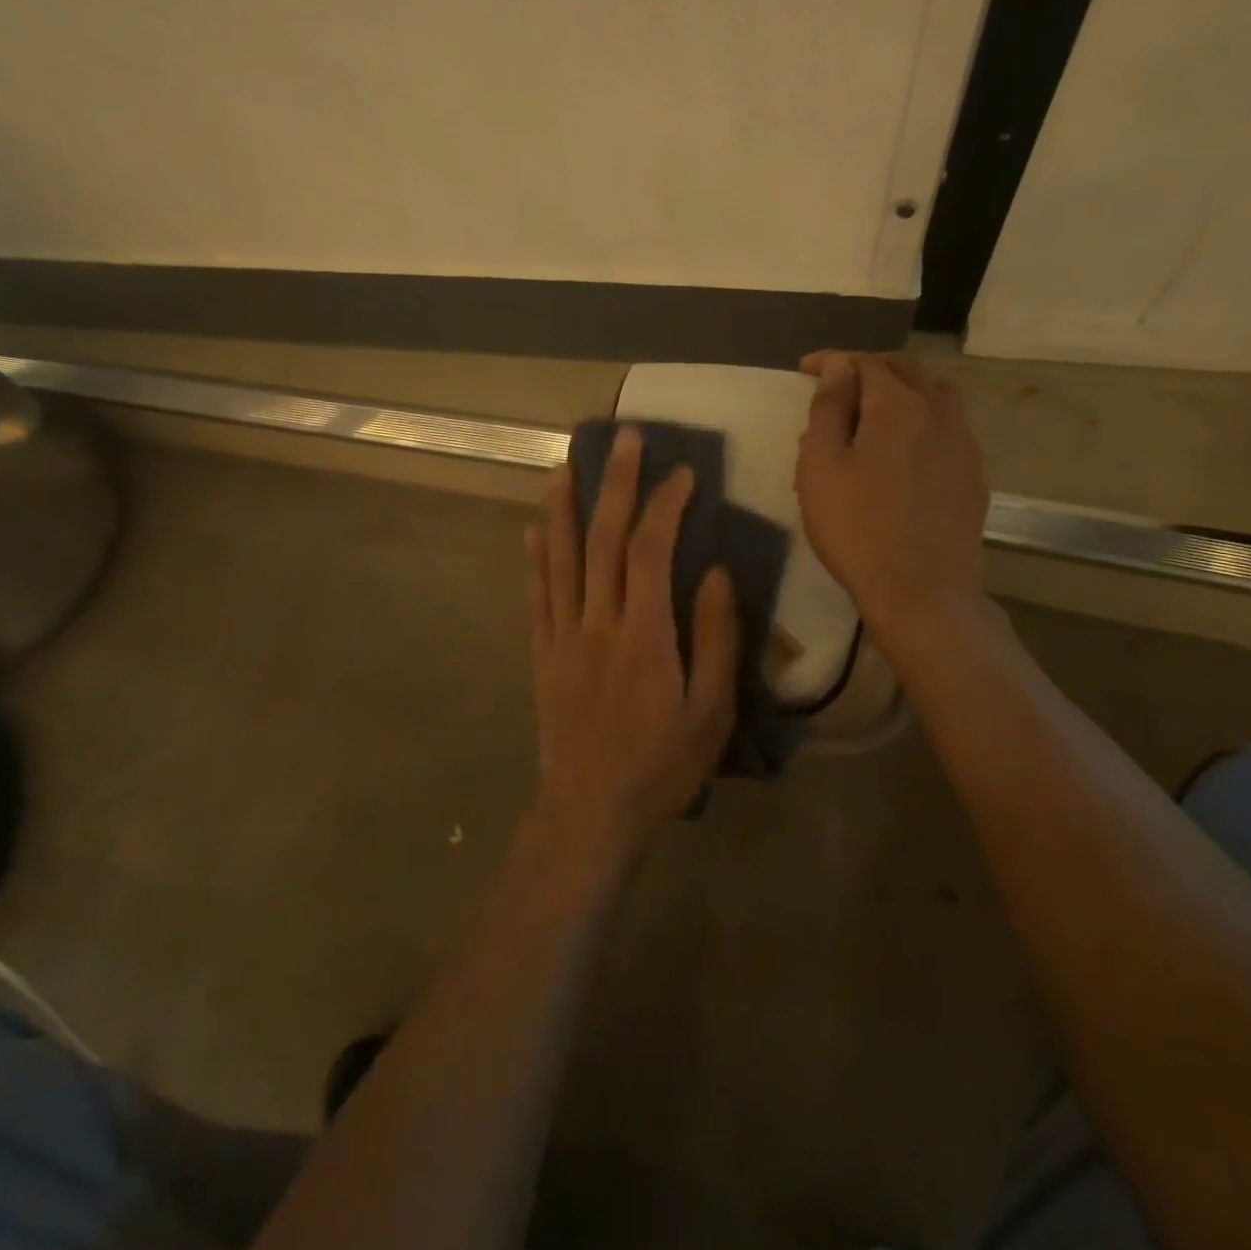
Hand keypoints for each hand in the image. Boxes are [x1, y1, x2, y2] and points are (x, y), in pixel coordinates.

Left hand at [523, 428, 738, 874]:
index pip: (651, 550)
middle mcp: (597, 623)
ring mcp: (562, 637)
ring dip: (564, 506)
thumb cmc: (662, 767)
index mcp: (644, 635)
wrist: (590, 812)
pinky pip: (537, 596)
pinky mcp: (542, 655)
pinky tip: (535, 529)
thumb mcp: (711, 712)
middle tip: (622, 438)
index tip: (682, 473)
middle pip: (602, 540)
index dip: (665, 505)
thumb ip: (715, 638)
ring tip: (565, 464)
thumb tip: (715, 573)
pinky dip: (536, 557)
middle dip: (613, 483)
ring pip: (560, 558)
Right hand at [794, 351, 990, 644]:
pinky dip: (922, 418)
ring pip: (935, 394)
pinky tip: (906, 445)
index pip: (864, 363)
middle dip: (869, 367)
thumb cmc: (856, 529)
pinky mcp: (972, 474)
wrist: (920, 590)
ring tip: (875, 407)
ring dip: (902, 388)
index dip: (832, 361)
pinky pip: (948, 426)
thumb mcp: (821, 468)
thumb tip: (838, 366)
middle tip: (839, 383)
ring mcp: (963, 443)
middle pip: (906, 369)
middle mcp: (938, 412)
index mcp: (896, 406)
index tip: (806, 369)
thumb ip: (828, 410)